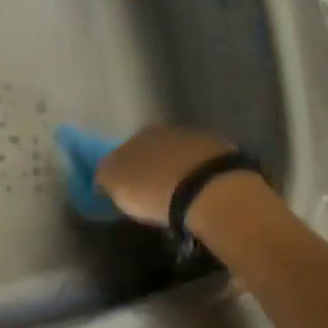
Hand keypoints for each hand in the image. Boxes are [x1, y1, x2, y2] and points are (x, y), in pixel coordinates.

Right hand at [94, 125, 239, 226]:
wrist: (210, 190)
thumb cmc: (153, 189)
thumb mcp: (116, 186)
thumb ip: (105, 177)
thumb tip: (103, 177)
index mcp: (136, 135)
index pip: (122, 151)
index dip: (122, 170)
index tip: (124, 189)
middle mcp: (165, 130)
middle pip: (152, 150)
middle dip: (150, 167)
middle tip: (151, 193)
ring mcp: (197, 139)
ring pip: (179, 156)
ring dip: (176, 171)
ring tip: (178, 196)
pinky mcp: (224, 154)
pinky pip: (203, 166)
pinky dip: (199, 177)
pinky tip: (200, 194)